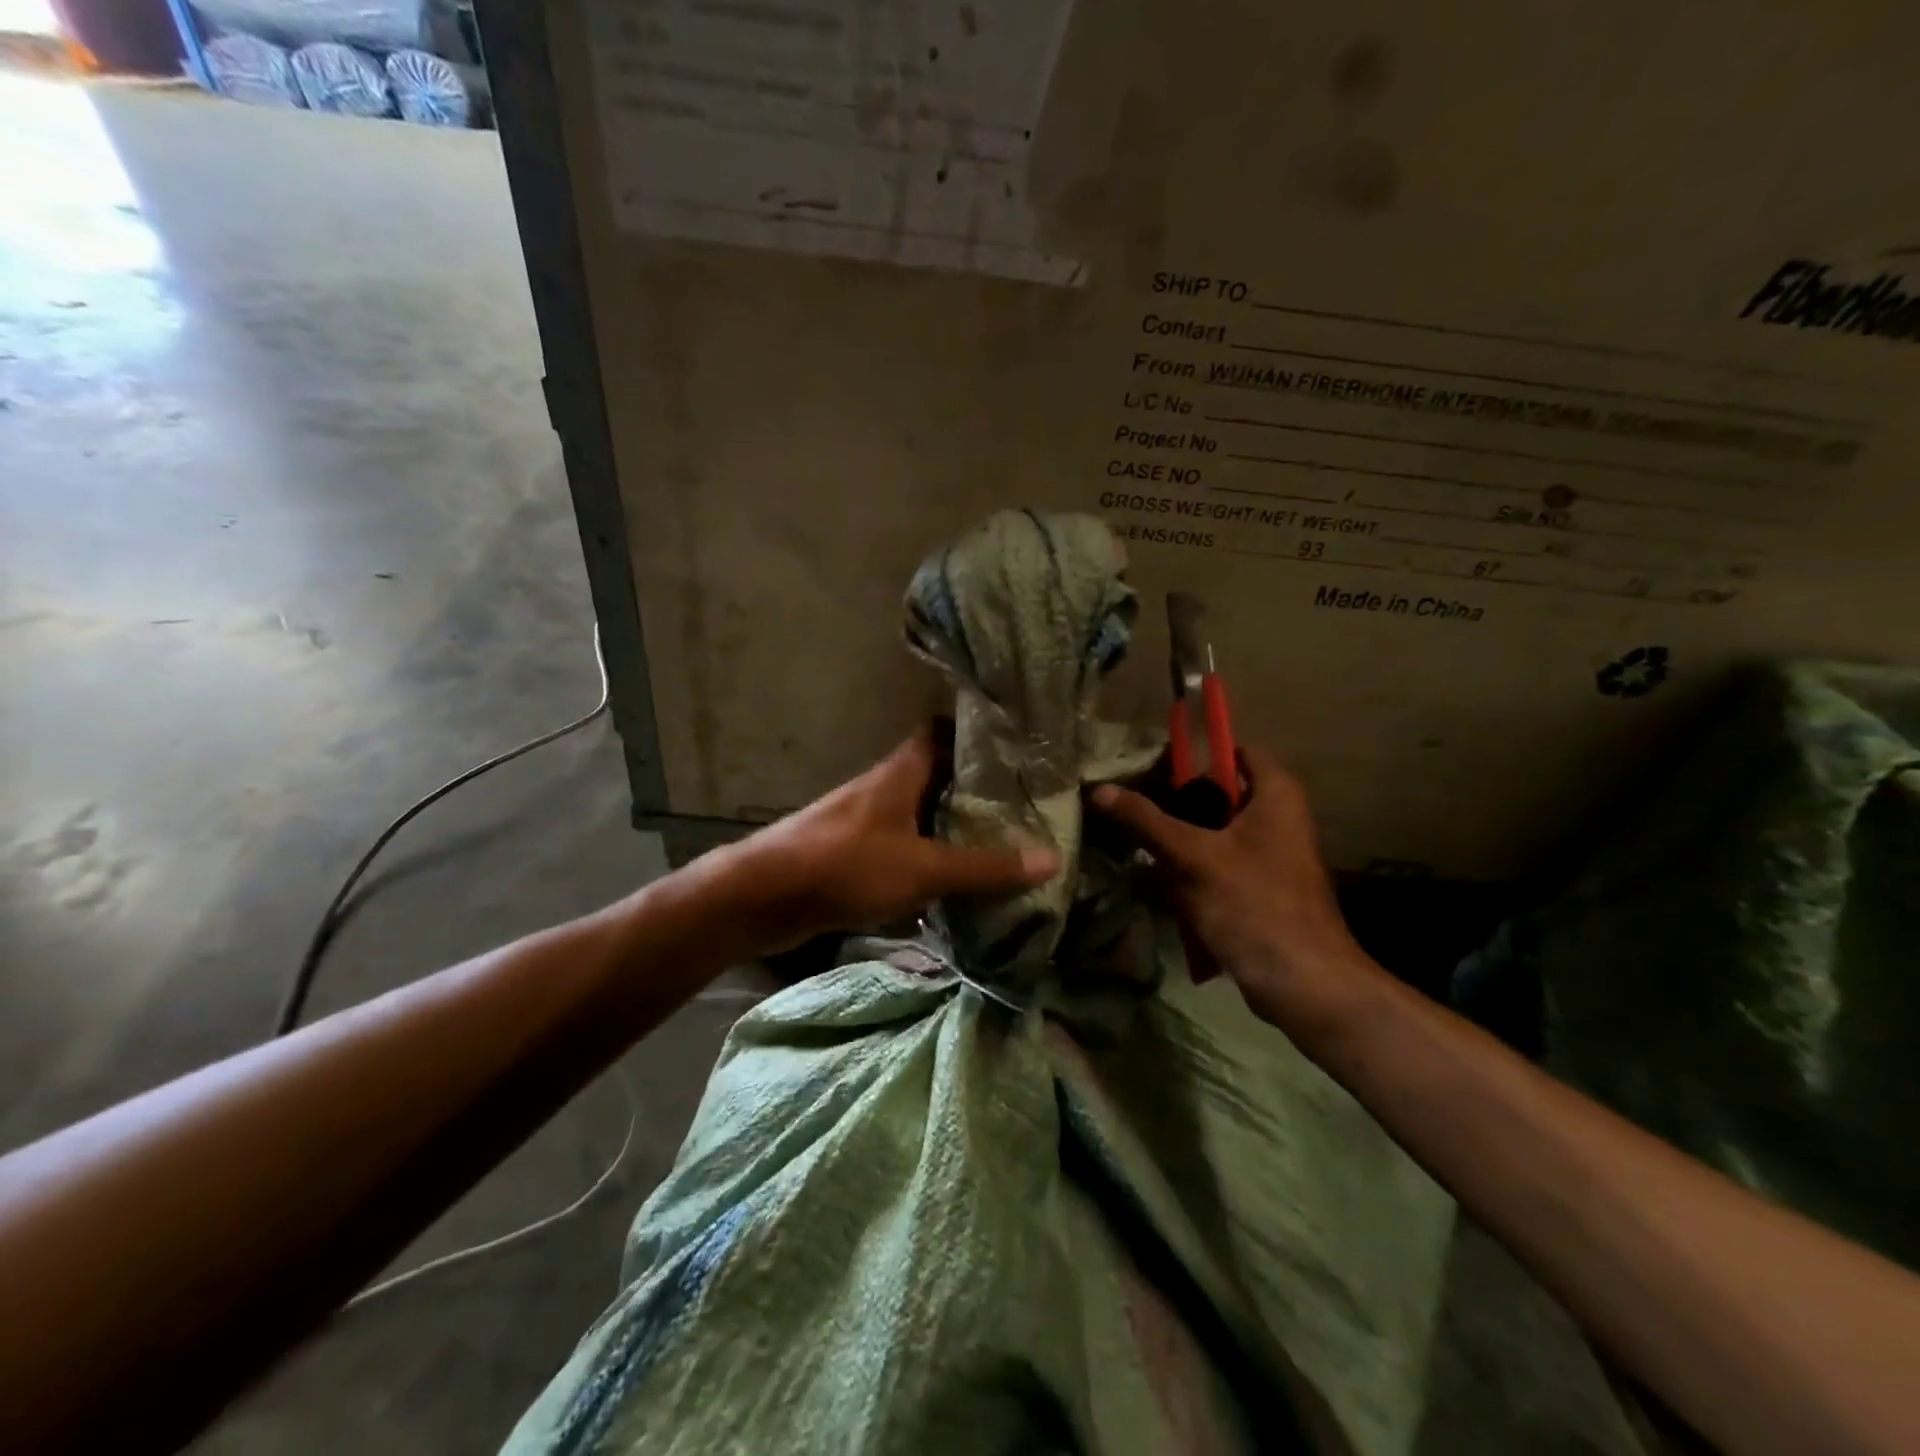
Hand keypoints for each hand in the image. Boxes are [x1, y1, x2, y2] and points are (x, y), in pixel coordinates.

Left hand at [722, 726, 1057, 953]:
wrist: (763, 896)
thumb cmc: (847, 866)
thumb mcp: (924, 869)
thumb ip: (985, 868)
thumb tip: (1050, 860)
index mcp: (900, 772)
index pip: (941, 732)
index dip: (975, 734)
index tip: (1015, 749)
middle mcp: (882, 787)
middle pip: (933, 774)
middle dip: (972, 788)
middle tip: (1019, 804)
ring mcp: (862, 819)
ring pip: (916, 811)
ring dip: (948, 824)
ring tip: (994, 840)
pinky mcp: (849, 851)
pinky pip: (898, 844)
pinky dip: (924, 855)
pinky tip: (947, 878)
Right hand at [1091, 746, 1381, 1034]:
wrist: (1305, 984)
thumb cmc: (1254, 905)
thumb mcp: (1192, 858)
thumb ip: (1145, 821)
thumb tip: (1100, 790)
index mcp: (1275, 795)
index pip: (1233, 750)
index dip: (1193, 754)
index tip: (1150, 769)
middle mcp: (1278, 818)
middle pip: (1217, 795)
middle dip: (1174, 806)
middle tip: (1132, 809)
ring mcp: (1271, 857)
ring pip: (1213, 836)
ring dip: (1177, 846)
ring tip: (1136, 849)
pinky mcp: (1261, 891)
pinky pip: (1218, 869)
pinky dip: (1191, 876)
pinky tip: (1158, 888)